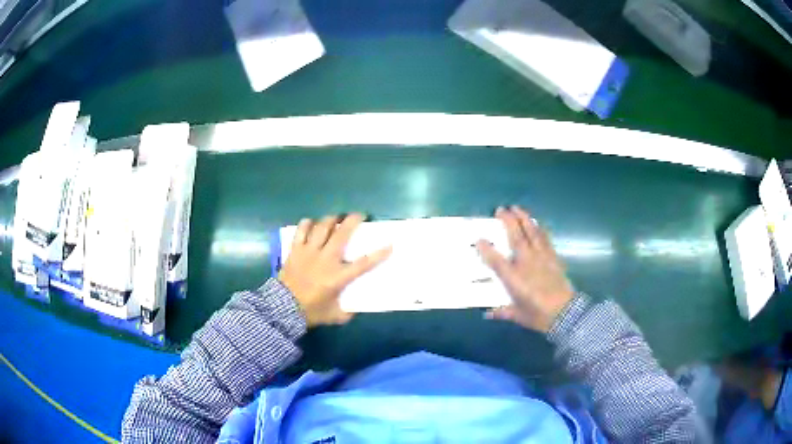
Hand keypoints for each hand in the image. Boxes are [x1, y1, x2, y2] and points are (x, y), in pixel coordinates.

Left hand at [278, 214, 390, 326]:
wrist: (283, 307)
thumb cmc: (310, 311)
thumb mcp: (334, 316)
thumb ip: (346, 313)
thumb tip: (354, 310)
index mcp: (338, 277)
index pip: (363, 264)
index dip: (378, 254)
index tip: (390, 244)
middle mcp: (326, 259)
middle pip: (342, 234)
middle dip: (353, 221)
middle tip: (359, 215)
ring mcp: (309, 252)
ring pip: (322, 227)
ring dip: (331, 219)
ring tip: (336, 218)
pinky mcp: (295, 249)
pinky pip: (302, 230)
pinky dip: (307, 224)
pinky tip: (311, 223)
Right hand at [476, 206, 573, 332]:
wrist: (565, 313)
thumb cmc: (538, 316)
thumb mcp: (518, 315)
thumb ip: (502, 312)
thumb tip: (487, 314)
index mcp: (514, 278)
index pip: (496, 260)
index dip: (486, 249)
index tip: (479, 239)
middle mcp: (526, 263)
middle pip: (515, 237)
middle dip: (507, 221)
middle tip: (500, 209)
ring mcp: (541, 257)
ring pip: (531, 232)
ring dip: (524, 218)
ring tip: (517, 208)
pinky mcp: (553, 257)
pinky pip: (545, 238)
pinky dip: (539, 228)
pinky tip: (536, 222)